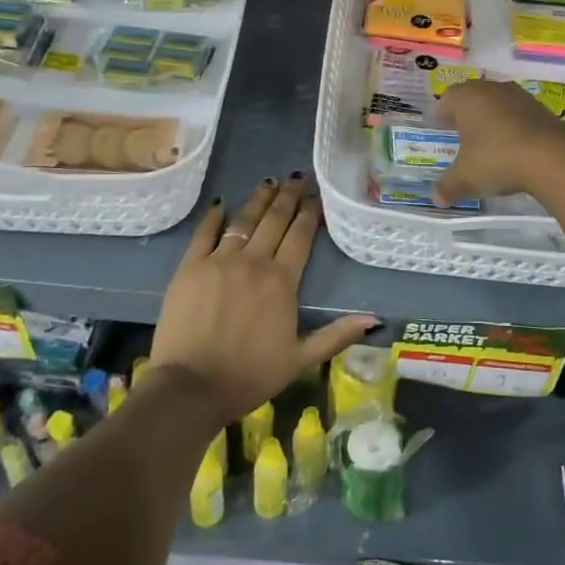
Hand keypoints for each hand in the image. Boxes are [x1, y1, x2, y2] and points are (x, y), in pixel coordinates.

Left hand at [149, 176, 377, 423]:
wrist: (192, 387)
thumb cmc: (250, 375)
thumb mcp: (300, 359)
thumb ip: (337, 335)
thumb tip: (374, 318)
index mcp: (282, 281)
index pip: (301, 236)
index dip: (311, 213)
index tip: (317, 195)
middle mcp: (253, 261)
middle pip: (274, 220)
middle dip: (288, 197)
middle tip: (297, 177)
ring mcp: (219, 261)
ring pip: (243, 220)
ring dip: (258, 199)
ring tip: (269, 182)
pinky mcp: (189, 267)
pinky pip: (204, 233)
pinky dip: (214, 216)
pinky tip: (221, 203)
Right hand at [434, 80, 564, 205]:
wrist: (553, 158)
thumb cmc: (497, 159)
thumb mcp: (466, 178)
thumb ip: (448, 186)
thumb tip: (437, 198)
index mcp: (467, 98)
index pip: (448, 98)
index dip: (443, 113)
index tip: (442, 127)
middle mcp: (493, 90)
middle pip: (474, 97)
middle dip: (467, 115)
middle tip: (462, 134)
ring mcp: (521, 97)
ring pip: (499, 104)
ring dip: (493, 119)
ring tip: (489, 143)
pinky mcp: (543, 110)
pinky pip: (520, 116)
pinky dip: (514, 128)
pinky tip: (514, 149)